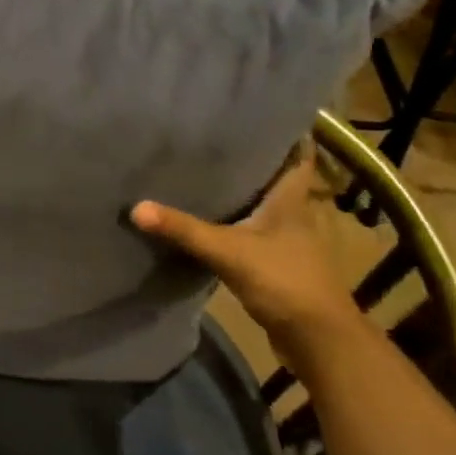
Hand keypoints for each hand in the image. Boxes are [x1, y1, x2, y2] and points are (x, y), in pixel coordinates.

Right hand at [133, 147, 363, 363]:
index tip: (257, 112)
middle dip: (249, 158)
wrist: (319, 342)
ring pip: (260, 205)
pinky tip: (207, 218)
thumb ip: (184, 230)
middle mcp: (291, 213)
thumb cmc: (285, 282)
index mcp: (290, 199)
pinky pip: (250, 232)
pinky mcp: (274, 264)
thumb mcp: (229, 251)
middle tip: (213, 135)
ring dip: (239, 191)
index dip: (283, 132)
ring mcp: (285, 241)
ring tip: (203, 169)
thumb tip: (136, 207)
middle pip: (272, 176)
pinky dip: (232, 223)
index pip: (296, 154)